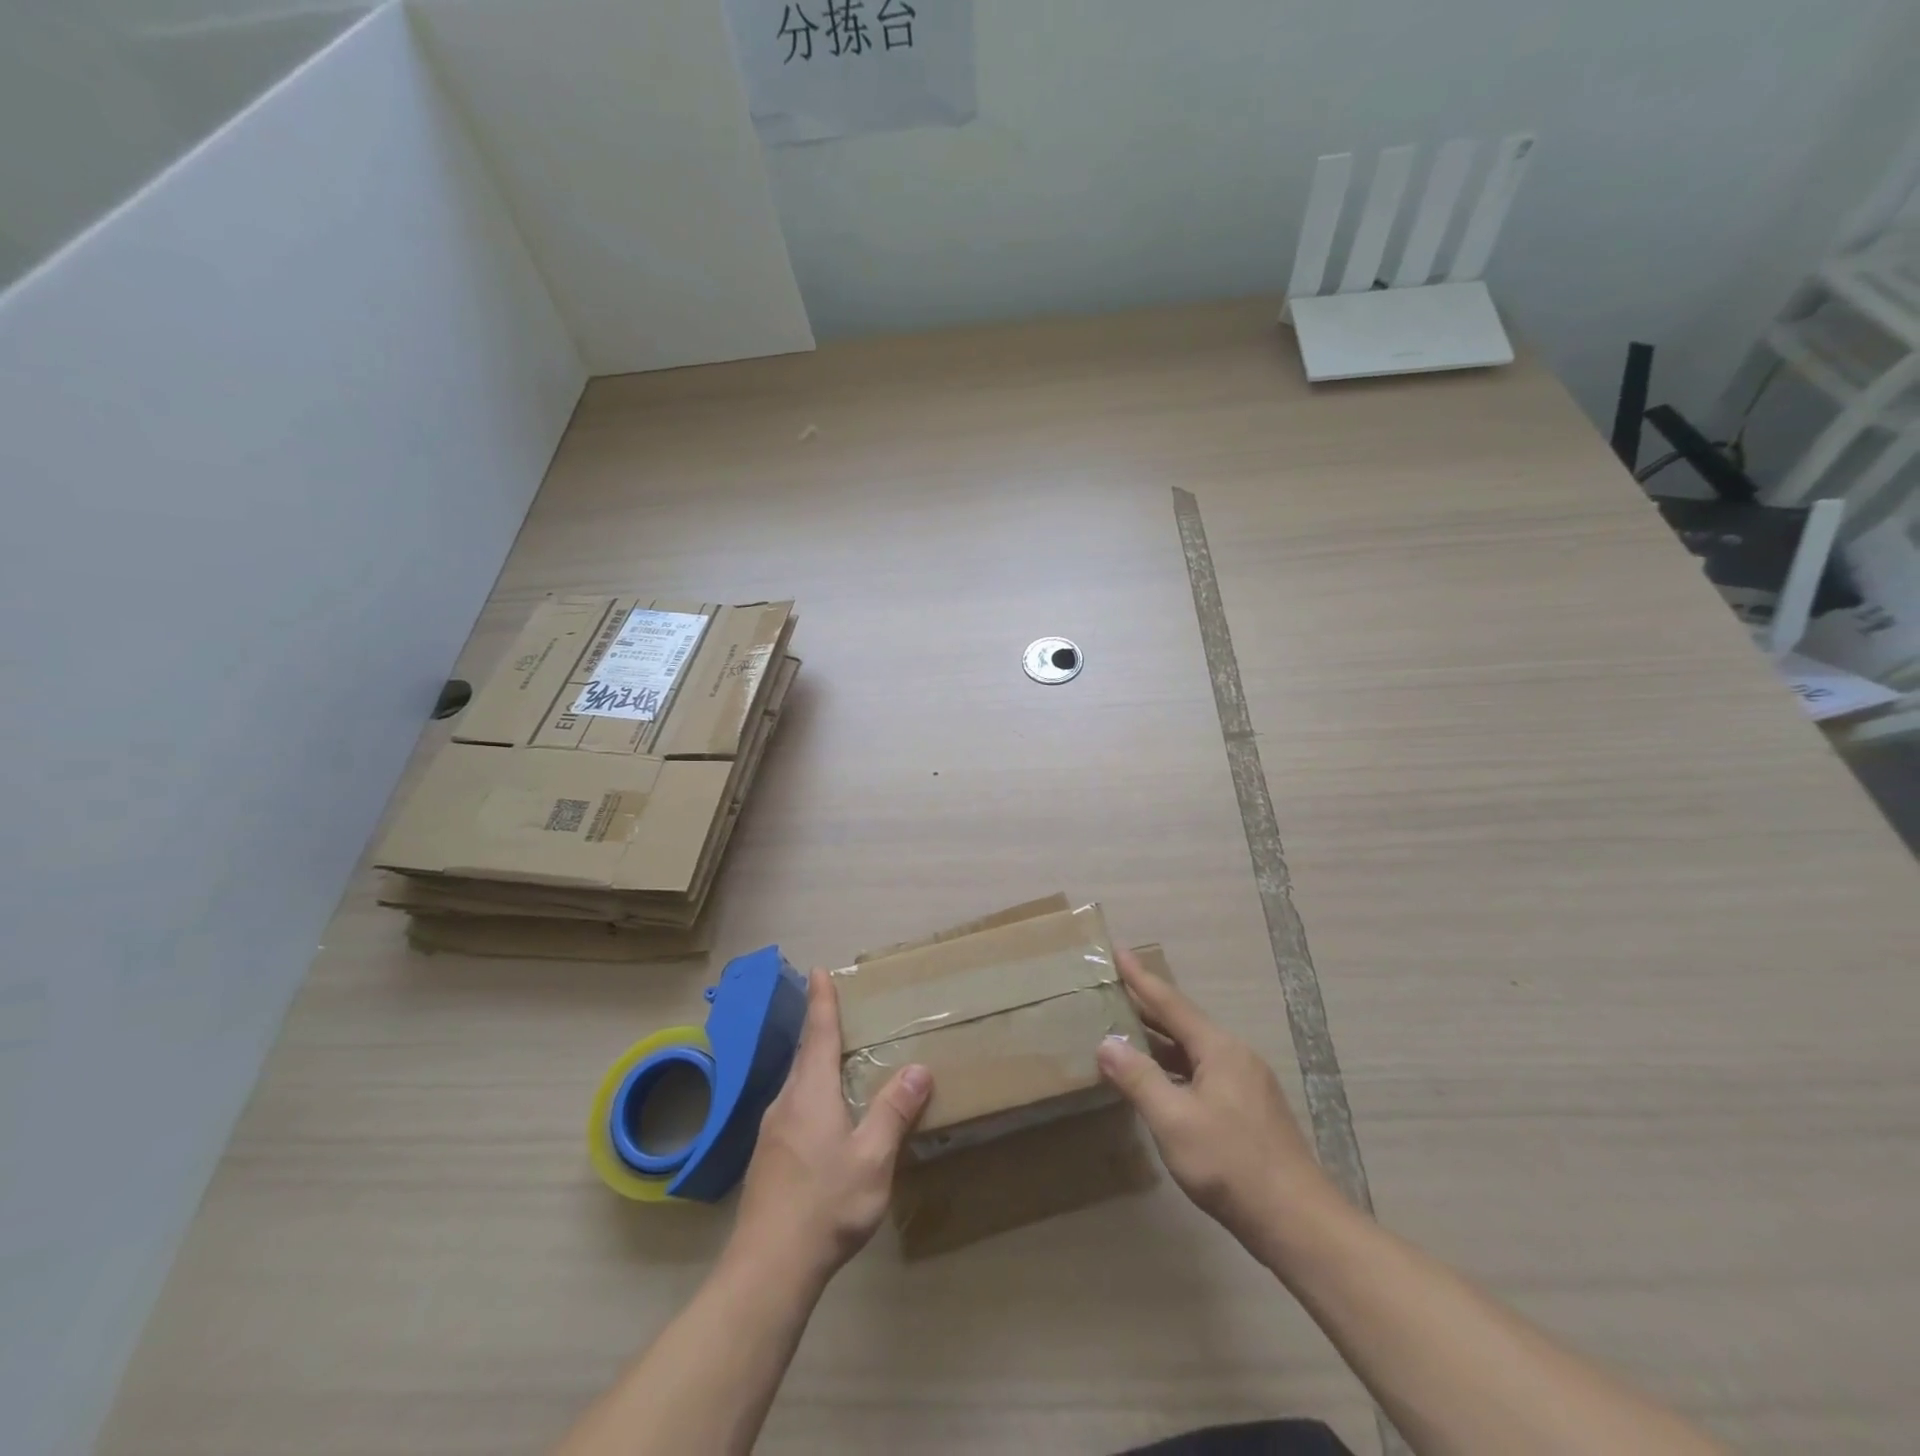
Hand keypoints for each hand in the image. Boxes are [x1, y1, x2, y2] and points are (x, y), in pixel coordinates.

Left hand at [730, 970, 931, 1285]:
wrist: (767, 1269)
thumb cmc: (825, 1205)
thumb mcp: (872, 1158)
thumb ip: (893, 1112)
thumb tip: (917, 1069)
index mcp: (810, 1092)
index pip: (819, 1033)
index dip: (822, 1001)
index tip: (818, 970)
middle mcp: (786, 1102)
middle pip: (807, 1055)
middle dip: (821, 1029)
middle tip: (840, 1011)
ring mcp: (771, 1131)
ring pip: (798, 1084)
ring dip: (817, 1064)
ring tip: (839, 1060)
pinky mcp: (768, 1158)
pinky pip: (794, 1108)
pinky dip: (812, 1094)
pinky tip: (825, 1117)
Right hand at [1097, 948, 1332, 1244]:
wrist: (1298, 1223)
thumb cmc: (1231, 1164)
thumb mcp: (1174, 1121)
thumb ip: (1138, 1078)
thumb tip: (1106, 1042)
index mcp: (1219, 1048)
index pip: (1170, 1002)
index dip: (1140, 977)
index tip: (1118, 950)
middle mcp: (1235, 1056)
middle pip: (1183, 1022)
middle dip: (1147, 1006)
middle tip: (1113, 989)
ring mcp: (1246, 1084)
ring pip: (1193, 1050)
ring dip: (1159, 1040)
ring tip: (1125, 1032)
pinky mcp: (1249, 1111)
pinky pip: (1202, 1072)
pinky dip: (1174, 1067)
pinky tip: (1159, 1081)